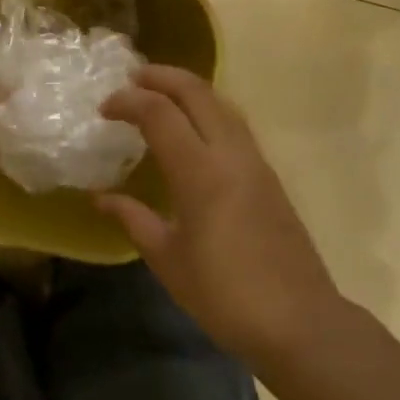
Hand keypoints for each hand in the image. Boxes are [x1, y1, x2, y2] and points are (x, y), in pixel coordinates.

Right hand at [99, 65, 340, 366]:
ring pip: (222, 103)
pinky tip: (191, 130)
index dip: (128, 101)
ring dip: (188, 89)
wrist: (299, 322)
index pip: (159, 113)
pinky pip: (234, 124)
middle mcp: (231, 154)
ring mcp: (256, 162)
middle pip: (197, 92)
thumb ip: (132, 218)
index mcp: (200, 172)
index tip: (103, 110)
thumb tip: (100, 198)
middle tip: (131, 79)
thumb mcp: (166, 258)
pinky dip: (207, 111)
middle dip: (162, 77)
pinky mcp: (269, 176)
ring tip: (159, 95)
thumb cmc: (223, 294)